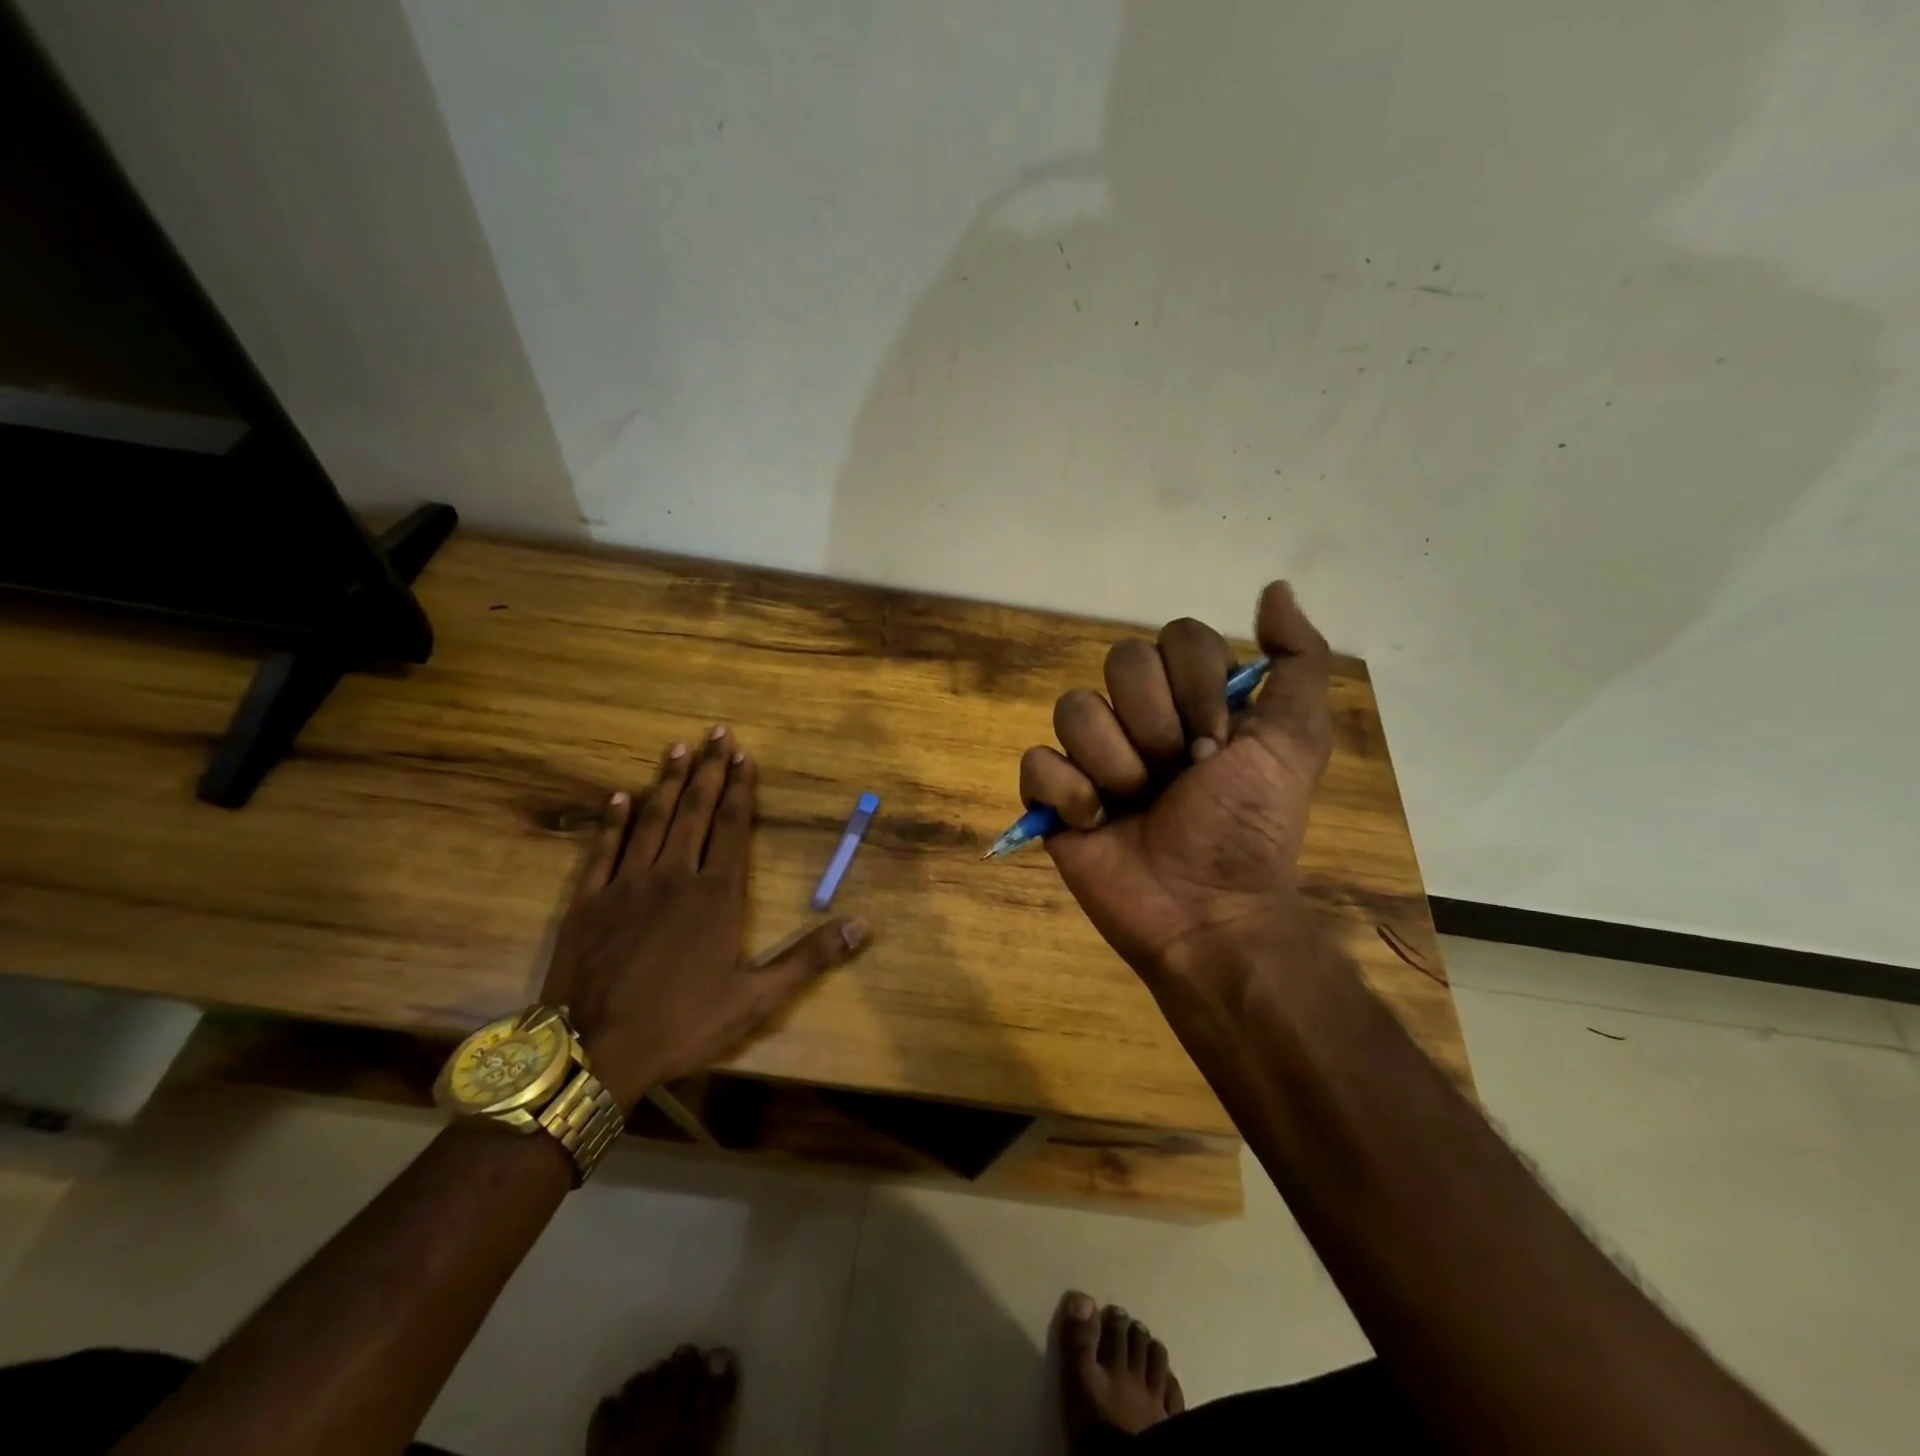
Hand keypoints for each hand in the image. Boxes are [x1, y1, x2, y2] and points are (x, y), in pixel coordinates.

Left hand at [543, 726, 870, 1109]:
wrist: (595, 1053)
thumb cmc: (683, 1024)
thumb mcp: (757, 997)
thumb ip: (810, 957)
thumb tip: (864, 926)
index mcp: (717, 895)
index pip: (734, 827)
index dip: (741, 789)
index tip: (744, 756)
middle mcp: (674, 876)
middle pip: (694, 812)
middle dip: (709, 770)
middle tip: (716, 732)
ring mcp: (627, 885)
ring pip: (651, 821)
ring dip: (666, 782)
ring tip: (678, 749)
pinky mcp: (589, 902)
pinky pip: (603, 850)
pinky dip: (613, 821)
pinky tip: (619, 797)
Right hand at [1018, 582, 1331, 999]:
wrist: (1209, 912)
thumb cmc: (1251, 829)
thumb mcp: (1295, 743)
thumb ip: (1297, 662)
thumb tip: (1274, 588)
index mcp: (1191, 700)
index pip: (1175, 638)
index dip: (1197, 686)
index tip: (1220, 743)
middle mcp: (1138, 717)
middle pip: (1120, 662)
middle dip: (1156, 725)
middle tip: (1180, 775)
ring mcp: (1092, 756)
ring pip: (1074, 708)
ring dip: (1114, 763)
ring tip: (1136, 805)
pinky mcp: (1054, 796)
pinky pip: (1036, 762)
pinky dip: (1067, 792)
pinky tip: (1095, 824)